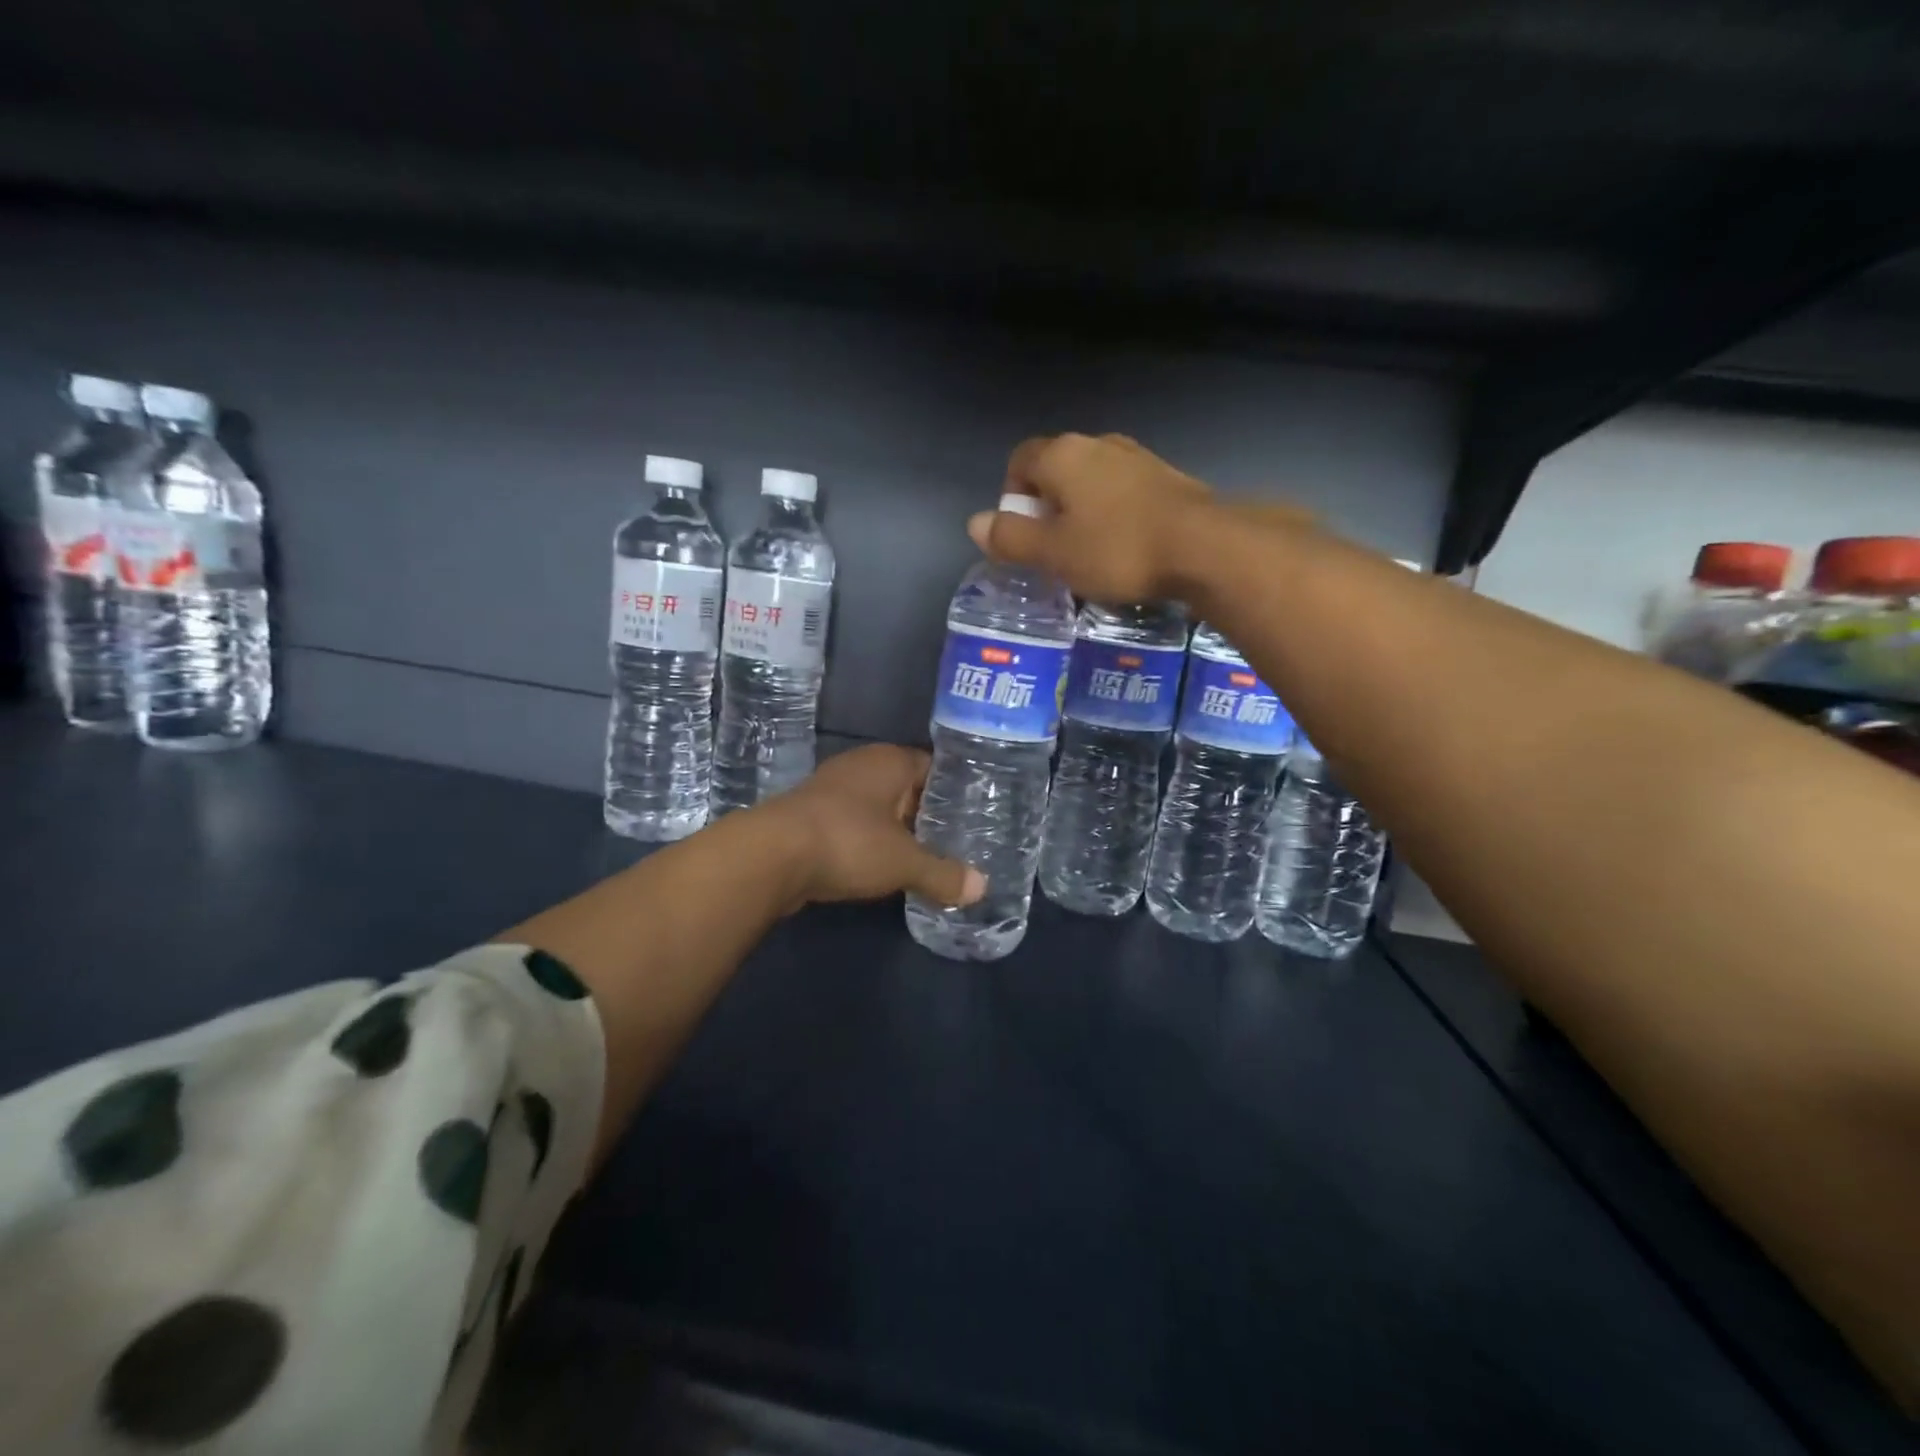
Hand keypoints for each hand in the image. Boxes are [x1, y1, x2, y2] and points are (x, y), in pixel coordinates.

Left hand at [760, 745, 984, 910]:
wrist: (770, 857)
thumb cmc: (848, 842)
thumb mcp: (904, 862)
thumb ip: (943, 874)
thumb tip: (981, 888)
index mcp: (890, 760)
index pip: (935, 767)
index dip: (956, 791)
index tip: (978, 813)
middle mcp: (862, 766)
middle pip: (907, 788)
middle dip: (928, 815)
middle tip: (960, 841)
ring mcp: (832, 790)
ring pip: (879, 809)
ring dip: (897, 832)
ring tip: (928, 857)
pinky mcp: (812, 817)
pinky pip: (855, 826)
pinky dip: (871, 843)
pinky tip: (886, 867)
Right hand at [966, 434, 1211, 602]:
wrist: (1203, 546)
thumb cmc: (1116, 549)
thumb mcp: (1052, 553)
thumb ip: (1010, 537)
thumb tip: (975, 523)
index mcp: (1062, 455)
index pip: (1019, 460)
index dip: (1011, 496)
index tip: (1022, 533)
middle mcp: (1097, 443)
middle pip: (1056, 468)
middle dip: (1047, 505)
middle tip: (1052, 548)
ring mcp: (1135, 456)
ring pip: (1092, 480)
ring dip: (1082, 510)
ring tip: (1088, 551)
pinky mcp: (1165, 477)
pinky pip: (1123, 491)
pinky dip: (1113, 513)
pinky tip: (1124, 546)